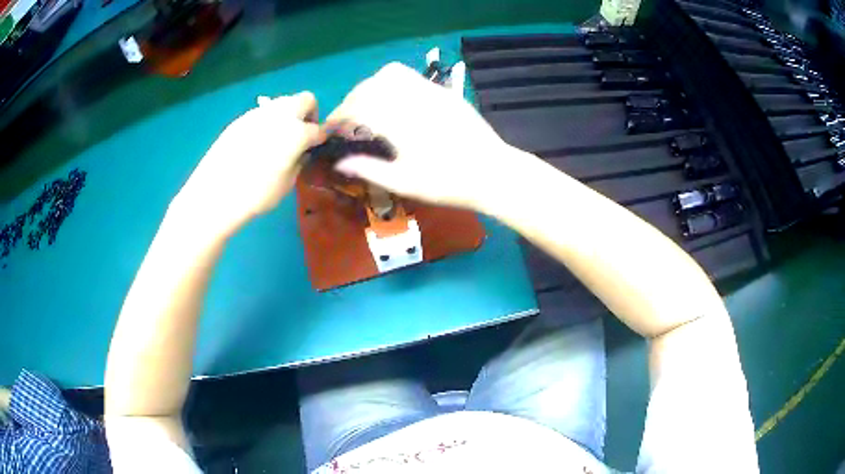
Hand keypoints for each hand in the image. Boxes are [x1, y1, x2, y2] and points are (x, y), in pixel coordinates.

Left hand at [173, 92, 321, 235]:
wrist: (214, 193)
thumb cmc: (255, 195)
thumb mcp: (287, 184)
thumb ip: (299, 162)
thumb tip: (302, 152)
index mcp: (297, 132)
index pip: (319, 129)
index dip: (321, 138)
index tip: (317, 147)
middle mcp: (280, 115)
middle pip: (305, 99)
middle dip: (308, 114)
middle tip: (301, 135)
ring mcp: (258, 114)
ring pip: (282, 103)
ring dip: (287, 115)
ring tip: (277, 139)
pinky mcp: (241, 119)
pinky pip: (262, 114)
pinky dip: (267, 122)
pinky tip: (256, 144)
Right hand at [328, 63, 523, 211]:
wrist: (493, 173)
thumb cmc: (448, 183)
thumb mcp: (404, 182)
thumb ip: (368, 169)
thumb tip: (339, 163)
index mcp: (400, 121)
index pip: (357, 108)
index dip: (338, 117)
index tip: (331, 130)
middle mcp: (412, 98)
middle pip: (369, 86)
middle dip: (351, 101)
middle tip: (347, 123)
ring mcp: (431, 91)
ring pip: (389, 74)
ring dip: (372, 87)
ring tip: (370, 108)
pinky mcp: (444, 91)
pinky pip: (411, 76)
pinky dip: (393, 83)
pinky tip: (395, 103)